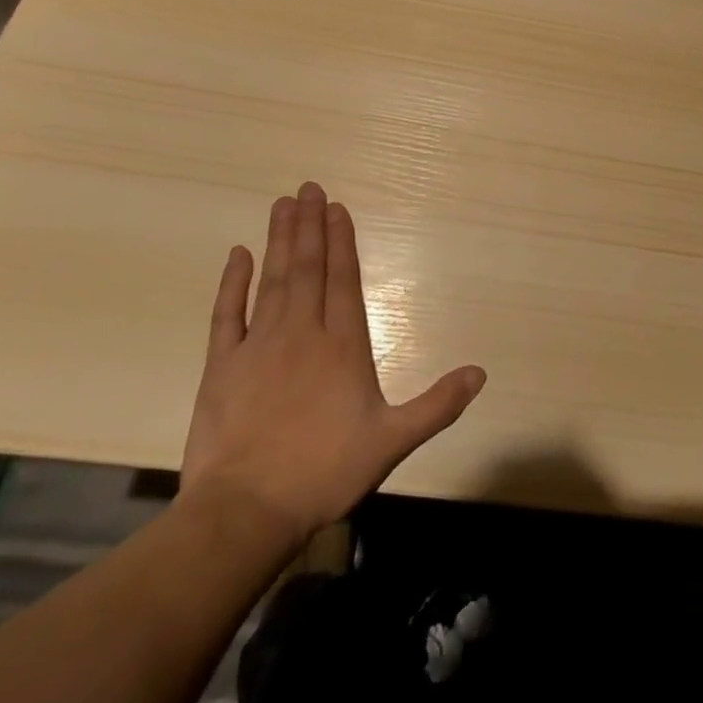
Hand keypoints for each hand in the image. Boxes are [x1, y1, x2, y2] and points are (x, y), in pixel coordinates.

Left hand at [180, 181, 486, 551]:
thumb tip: (481, 373)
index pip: (343, 280)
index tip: (337, 208)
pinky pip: (227, 315)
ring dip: (279, 240)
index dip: (342, 241)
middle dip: (310, 226)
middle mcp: (302, 333)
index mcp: (342, 345)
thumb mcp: (392, 441)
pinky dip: (232, 283)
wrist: (244, 514)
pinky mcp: (221, 367)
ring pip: (272, 280)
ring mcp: (259, 346)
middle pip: (307, 268)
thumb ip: (437, 404)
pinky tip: (237, 254)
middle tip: (308, 188)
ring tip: (282, 205)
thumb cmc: (324, 472)